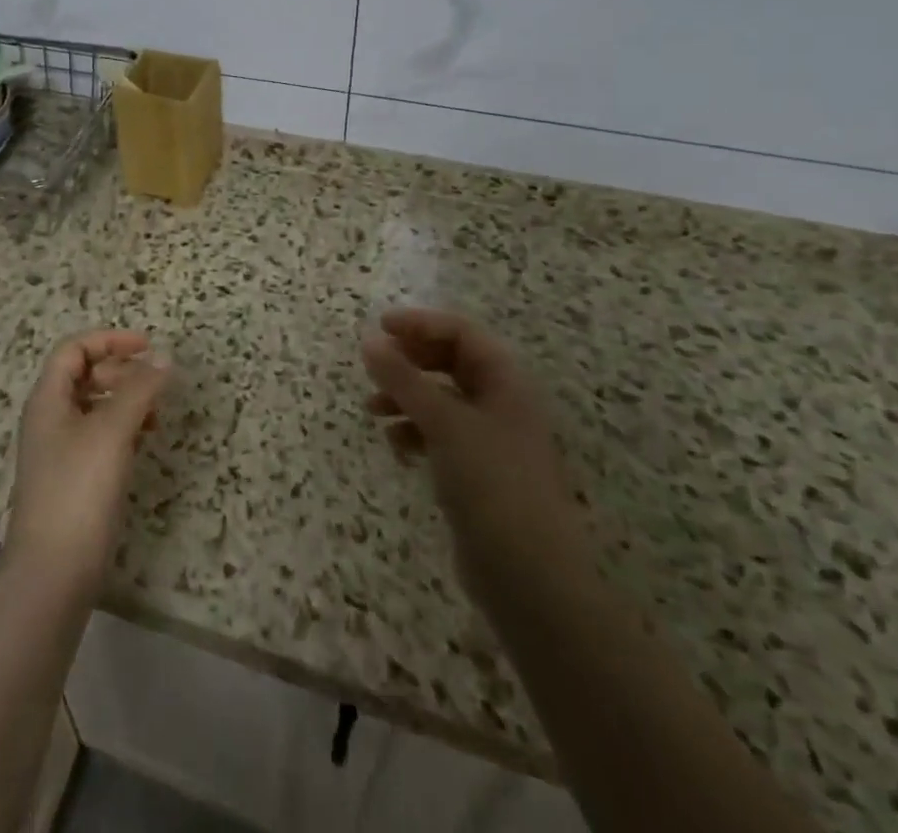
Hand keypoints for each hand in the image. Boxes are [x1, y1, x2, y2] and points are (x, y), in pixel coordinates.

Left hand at [6, 329, 169, 595]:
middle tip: (154, 384)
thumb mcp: (111, 431)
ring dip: (125, 400)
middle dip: (121, 371)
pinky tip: (144, 441)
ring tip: (155, 415)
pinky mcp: (73, 478)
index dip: (110, 340)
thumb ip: (139, 390)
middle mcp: (49, 418)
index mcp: (48, 398)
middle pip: (84, 374)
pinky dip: (123, 429)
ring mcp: (60, 450)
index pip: (74, 349)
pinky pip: (99, 436)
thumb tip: (164, 359)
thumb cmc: (78, 489)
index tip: (148, 347)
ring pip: (94, 406)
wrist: (53, 571)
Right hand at [363, 307, 589, 600]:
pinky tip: (397, 447)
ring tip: (372, 410)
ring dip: (405, 397)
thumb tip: (368, 341)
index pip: (460, 332)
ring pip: (441, 399)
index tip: (379, 328)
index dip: (419, 323)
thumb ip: (402, 379)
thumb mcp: (443, 422)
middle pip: (450, 362)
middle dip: (409, 361)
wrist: (528, 574)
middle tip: (374, 366)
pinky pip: (439, 434)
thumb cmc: (491, 482)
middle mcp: (501, 402)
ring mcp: (490, 438)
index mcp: (505, 381)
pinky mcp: (477, 470)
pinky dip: (415, 432)